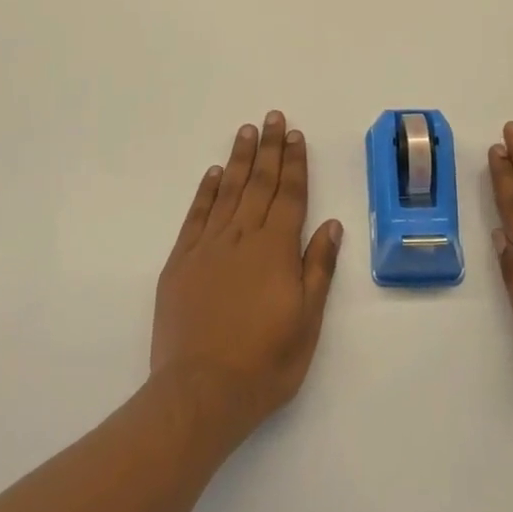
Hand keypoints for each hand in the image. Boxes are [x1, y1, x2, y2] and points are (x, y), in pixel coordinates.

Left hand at [151, 111, 342, 446]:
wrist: (199, 394)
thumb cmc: (264, 363)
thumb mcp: (306, 323)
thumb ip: (318, 268)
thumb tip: (331, 224)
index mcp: (276, 249)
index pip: (290, 195)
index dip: (295, 163)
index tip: (296, 135)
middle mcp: (243, 236)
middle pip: (260, 183)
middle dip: (270, 148)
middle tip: (273, 117)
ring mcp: (209, 246)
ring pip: (228, 190)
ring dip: (240, 159)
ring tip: (246, 131)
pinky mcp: (181, 261)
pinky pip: (196, 215)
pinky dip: (206, 190)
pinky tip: (213, 173)